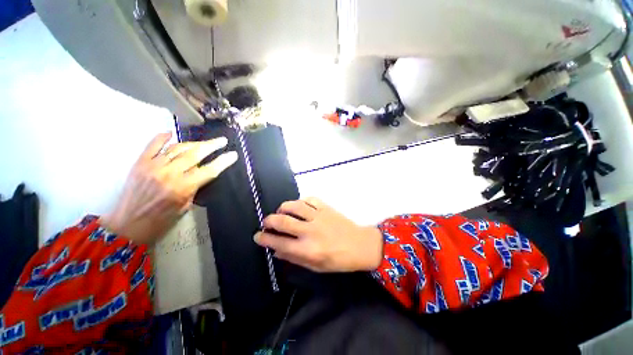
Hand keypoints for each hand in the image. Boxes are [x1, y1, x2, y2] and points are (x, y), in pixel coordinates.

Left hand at [101, 132, 236, 244]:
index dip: (223, 161)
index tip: (233, 154)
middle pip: (195, 154)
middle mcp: (169, 174)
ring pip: (178, 148)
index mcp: (183, 188)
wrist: (128, 224)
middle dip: (212, 145)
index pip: (209, 170)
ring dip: (194, 143)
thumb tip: (200, 173)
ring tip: (203, 142)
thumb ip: (194, 187)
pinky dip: (163, 137)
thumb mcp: (185, 206)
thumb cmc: (161, 220)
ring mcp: (153, 166)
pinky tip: (172, 134)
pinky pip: (153, 145)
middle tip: (222, 140)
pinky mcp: (140, 163)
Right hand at [254, 198, 382, 272]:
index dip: (265, 239)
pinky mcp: (326, 207)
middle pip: (282, 221)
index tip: (258, 236)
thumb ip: (295, 258)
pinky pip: (309, 199)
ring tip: (281, 212)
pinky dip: (300, 201)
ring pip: (294, 206)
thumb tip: (277, 251)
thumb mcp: (316, 266)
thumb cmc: (339, 260)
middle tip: (266, 222)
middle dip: (269, 221)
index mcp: (308, 249)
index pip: (279, 243)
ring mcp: (319, 216)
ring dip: (283, 208)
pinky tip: (299, 206)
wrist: (360, 245)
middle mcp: (310, 231)